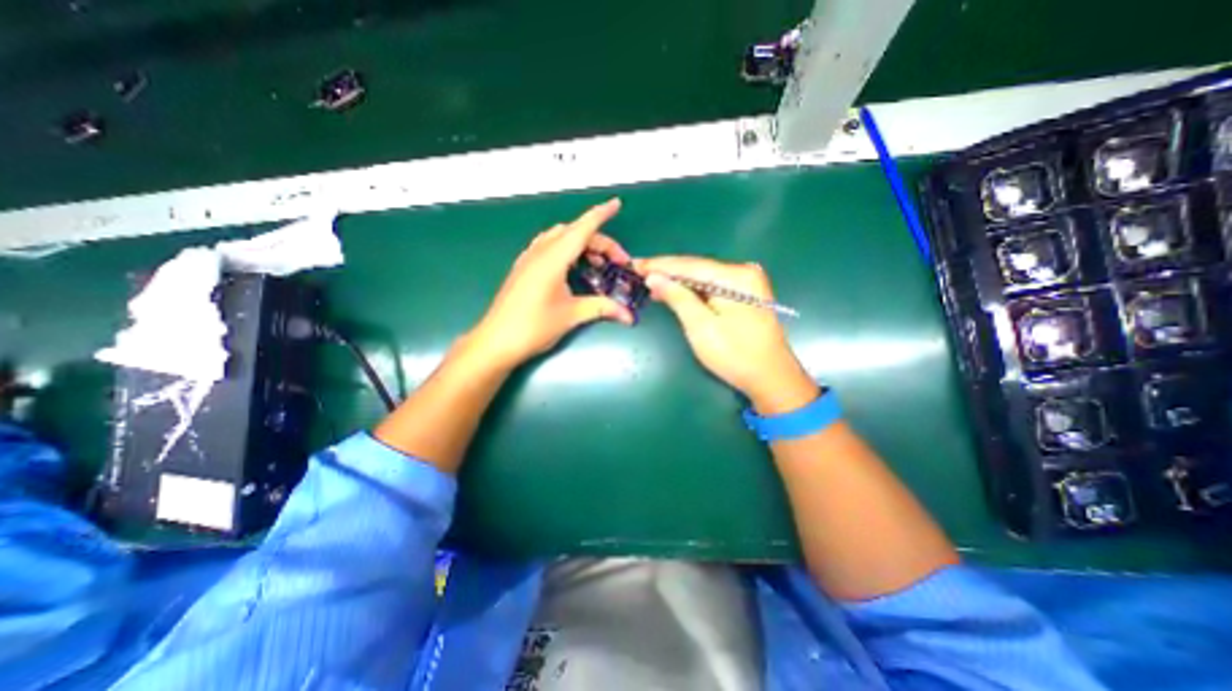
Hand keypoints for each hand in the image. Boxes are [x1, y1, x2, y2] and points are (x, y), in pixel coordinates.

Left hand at [468, 196, 628, 370]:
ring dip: (580, 243)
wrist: (496, 341)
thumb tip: (628, 315)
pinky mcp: (523, 269)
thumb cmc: (534, 327)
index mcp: (552, 258)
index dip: (601, 215)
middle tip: (617, 261)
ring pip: (558, 237)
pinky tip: (572, 267)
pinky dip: (565, 249)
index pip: (582, 229)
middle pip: (573, 233)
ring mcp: (528, 259)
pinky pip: (547, 247)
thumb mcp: (572, 315)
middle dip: (598, 241)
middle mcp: (539, 252)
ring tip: (596, 262)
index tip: (616, 204)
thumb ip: (602, 308)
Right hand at [636, 256, 816, 413]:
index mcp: (735, 277)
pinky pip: (711, 287)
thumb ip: (678, 298)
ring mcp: (746, 282)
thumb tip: (654, 277)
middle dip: (667, 272)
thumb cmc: (735, 355)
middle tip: (638, 273)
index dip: (660, 265)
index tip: (635, 264)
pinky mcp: (745, 294)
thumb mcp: (701, 327)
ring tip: (650, 283)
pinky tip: (674, 292)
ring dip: (678, 282)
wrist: (771, 377)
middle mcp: (743, 271)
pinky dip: (691, 290)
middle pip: (696, 268)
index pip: (689, 265)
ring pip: (702, 277)